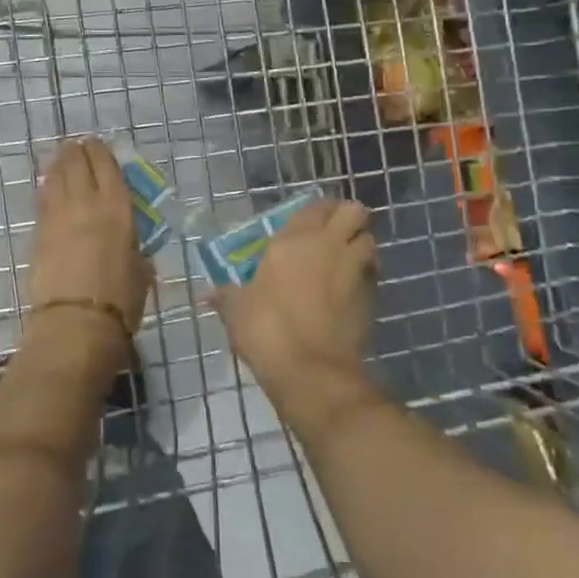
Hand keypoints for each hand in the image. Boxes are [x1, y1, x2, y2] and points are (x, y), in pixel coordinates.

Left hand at [28, 138, 154, 334]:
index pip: (106, 165)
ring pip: (55, 176)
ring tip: (60, 159)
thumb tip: (128, 240)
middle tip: (76, 148)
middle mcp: (85, 202)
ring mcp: (57, 216)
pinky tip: (48, 186)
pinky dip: (46, 188)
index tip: (97, 145)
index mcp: (117, 207)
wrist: (77, 322)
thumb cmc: (121, 300)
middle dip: (76, 151)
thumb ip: (134, 245)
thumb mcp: (141, 267)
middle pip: (76, 162)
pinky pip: (42, 199)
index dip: (100, 150)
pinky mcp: (38, 232)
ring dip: (58, 164)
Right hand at [211, 199, 377, 418]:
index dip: (316, 212)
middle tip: (331, 237)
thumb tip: (206, 296)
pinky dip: (365, 276)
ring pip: (370, 240)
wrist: (311, 370)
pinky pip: (372, 274)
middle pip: (354, 212)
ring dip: (359, 246)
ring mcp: (355, 269)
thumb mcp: (236, 310)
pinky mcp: (372, 297)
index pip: (315, 207)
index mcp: (294, 239)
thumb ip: (226, 296)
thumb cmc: (267, 329)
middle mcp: (329, 245)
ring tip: (342, 263)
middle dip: (347, 220)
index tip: (306, 226)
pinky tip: (347, 292)